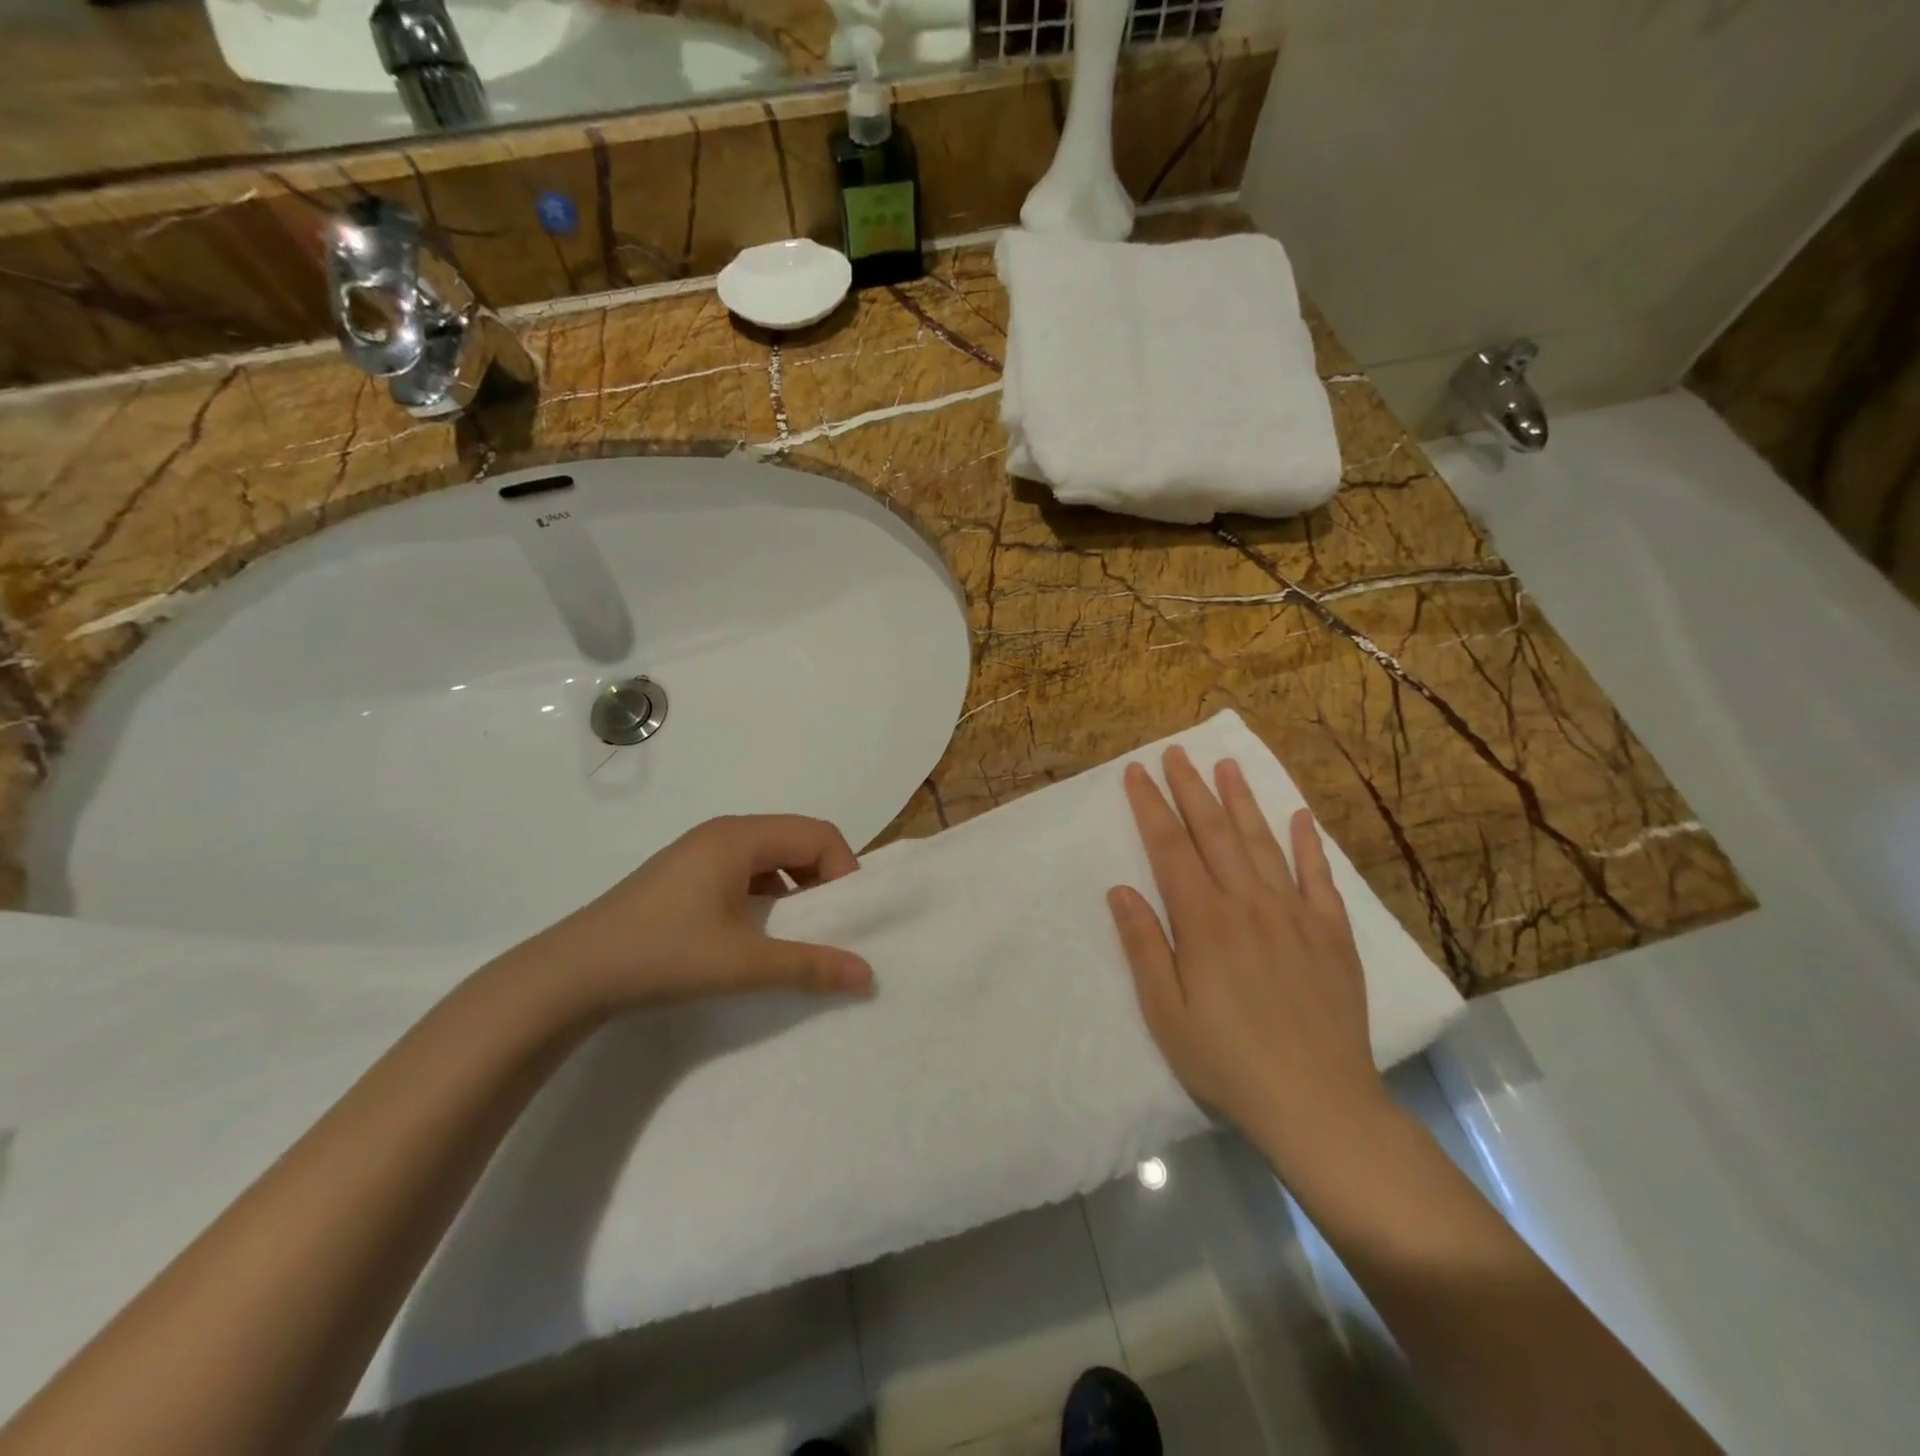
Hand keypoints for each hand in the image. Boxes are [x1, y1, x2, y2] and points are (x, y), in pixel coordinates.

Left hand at [511, 815, 873, 1014]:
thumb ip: (810, 966)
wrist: (570, 975)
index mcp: (740, 837)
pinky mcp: (685, 876)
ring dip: (794, 890)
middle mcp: (724, 833)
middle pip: (797, 840)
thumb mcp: (744, 963)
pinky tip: (755, 935)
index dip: (844, 871)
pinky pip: (745, 873)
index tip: (844, 918)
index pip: (819, 834)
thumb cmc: (663, 955)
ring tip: (794, 935)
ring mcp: (700, 853)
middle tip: (826, 928)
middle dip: (822, 881)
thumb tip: (868, 975)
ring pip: (771, 858)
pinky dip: (766, 897)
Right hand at [1107, 747, 1389, 1170]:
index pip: (1170, 847)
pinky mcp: (1332, 934)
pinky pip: (1318, 877)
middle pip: (1215, 832)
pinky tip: (1299, 817)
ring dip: (1242, 801)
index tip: (1137, 772)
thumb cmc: (1227, 1061)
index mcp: (1204, 920)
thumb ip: (1143, 946)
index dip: (1151, 806)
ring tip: (1226, 765)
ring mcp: (1295, 914)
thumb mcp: (1165, 1013)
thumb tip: (1121, 889)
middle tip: (1177, 752)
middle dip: (1191, 788)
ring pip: (1263, 842)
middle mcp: (1249, 903)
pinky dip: (1307, 844)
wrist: (1318, 1103)